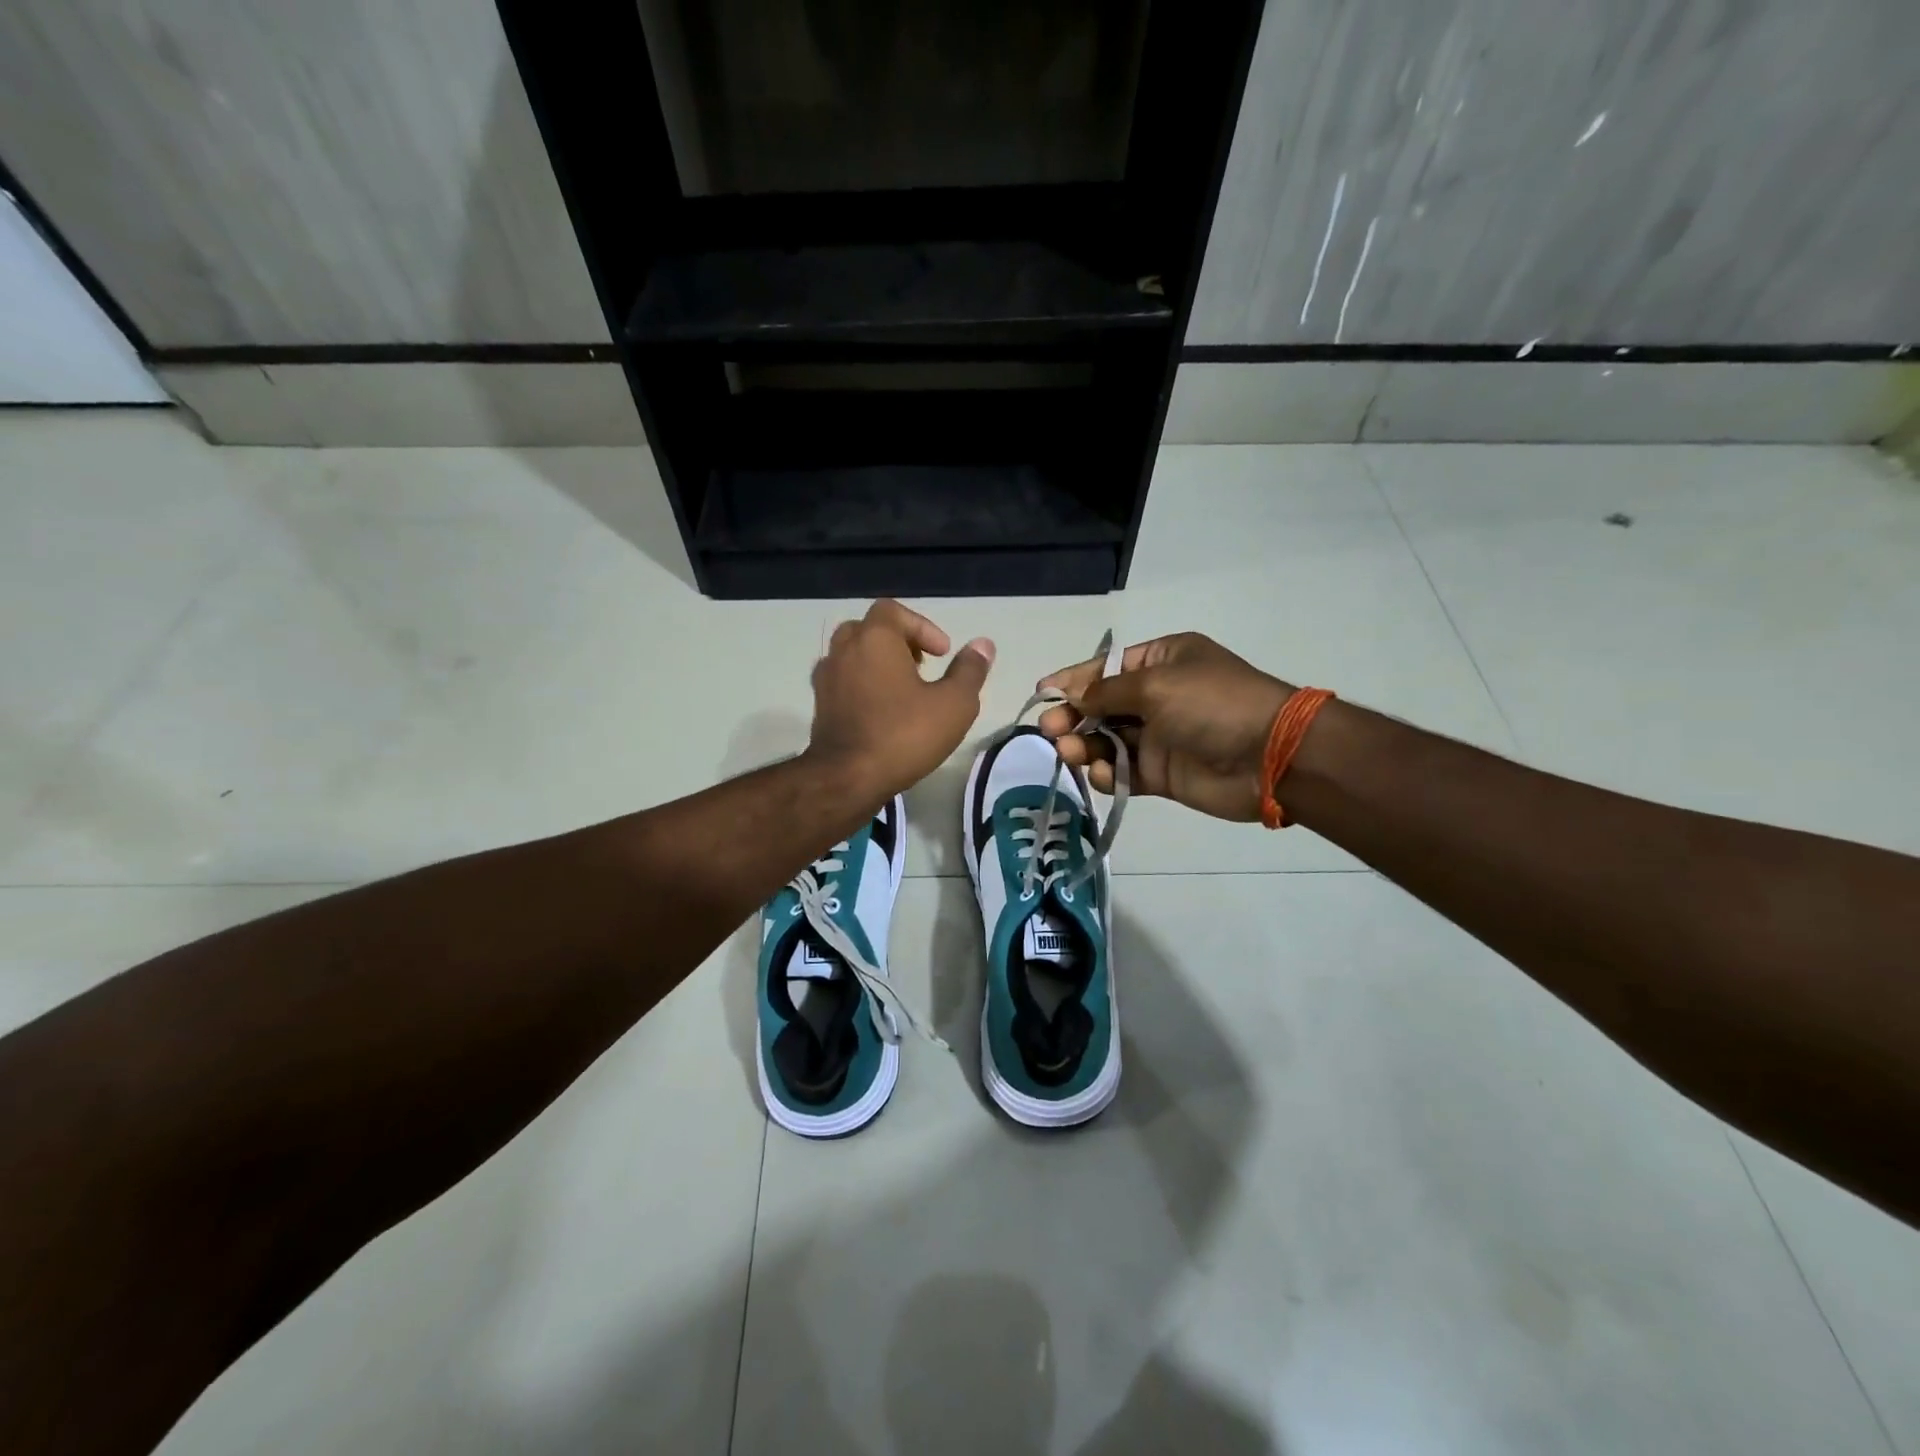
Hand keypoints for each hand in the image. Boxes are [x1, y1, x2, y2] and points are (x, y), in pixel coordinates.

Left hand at [808, 600, 994, 801]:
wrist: (847, 778)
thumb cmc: (904, 735)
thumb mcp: (954, 704)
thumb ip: (969, 670)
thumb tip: (983, 645)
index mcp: (874, 639)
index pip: (893, 611)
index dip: (922, 627)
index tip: (942, 654)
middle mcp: (844, 650)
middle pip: (869, 629)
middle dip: (897, 641)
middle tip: (920, 666)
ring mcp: (826, 679)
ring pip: (851, 655)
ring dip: (877, 663)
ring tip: (902, 690)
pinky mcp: (820, 706)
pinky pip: (842, 681)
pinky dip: (861, 685)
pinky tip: (881, 711)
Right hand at [1037, 633, 1293, 821]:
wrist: (1269, 757)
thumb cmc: (1211, 704)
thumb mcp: (1155, 685)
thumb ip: (1106, 692)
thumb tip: (1070, 696)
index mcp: (1162, 661)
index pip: (1105, 668)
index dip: (1072, 680)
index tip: (1041, 693)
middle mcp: (1158, 696)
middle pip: (1101, 706)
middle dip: (1073, 716)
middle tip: (1049, 731)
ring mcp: (1159, 736)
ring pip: (1107, 741)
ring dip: (1084, 746)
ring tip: (1068, 753)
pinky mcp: (1161, 773)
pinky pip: (1124, 771)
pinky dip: (1108, 773)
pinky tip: (1102, 773)